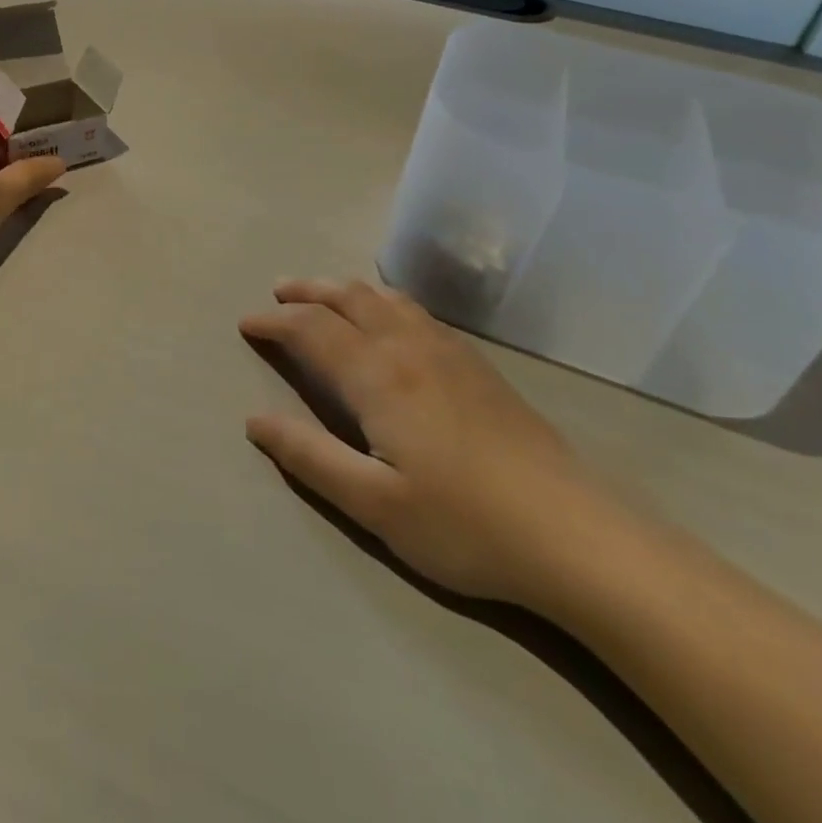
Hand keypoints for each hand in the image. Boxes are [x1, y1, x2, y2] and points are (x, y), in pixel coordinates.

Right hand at [241, 278, 612, 606]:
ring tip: (322, 294)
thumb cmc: (464, 524)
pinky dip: (383, 299)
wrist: (575, 534)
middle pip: (348, 298)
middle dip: (306, 291)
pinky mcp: (478, 365)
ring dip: (344, 288)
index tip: (246, 324)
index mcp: (378, 376)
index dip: (274, 322)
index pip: (311, 330)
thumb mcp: (373, 504)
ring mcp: (449, 351)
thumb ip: (310, 456)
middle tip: (276, 293)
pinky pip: (415, 310)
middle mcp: (409, 347)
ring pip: (385, 298)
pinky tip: (388, 317)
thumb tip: (254, 420)